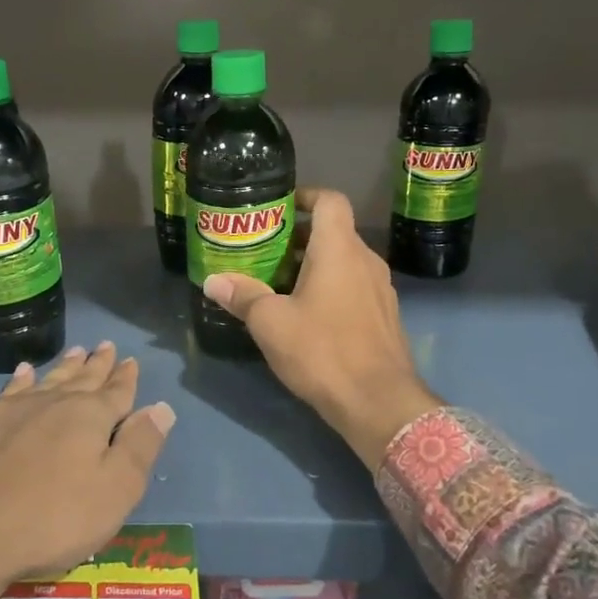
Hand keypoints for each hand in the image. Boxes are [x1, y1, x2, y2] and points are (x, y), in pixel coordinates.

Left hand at [0, 343, 175, 598]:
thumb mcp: (114, 492)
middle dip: (97, 364)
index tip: (130, 360)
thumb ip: (139, 447)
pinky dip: (21, 380)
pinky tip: (22, 373)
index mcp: (89, 417)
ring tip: (74, 351)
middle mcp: (52, 403)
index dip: (126, 378)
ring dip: (63, 367)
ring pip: (46, 380)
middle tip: (105, 346)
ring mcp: (10, 411)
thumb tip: (161, 407)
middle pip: (81, 379)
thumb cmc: (50, 520)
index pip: (116, 392)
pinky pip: (8, 391)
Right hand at [202, 189, 437, 469]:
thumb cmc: (322, 351)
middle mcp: (365, 261)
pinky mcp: (384, 317)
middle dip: (298, 238)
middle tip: (264, 252)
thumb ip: (243, 297)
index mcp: (339, 249)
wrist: (379, 403)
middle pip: (333, 233)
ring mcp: (380, 290)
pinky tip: (306, 316)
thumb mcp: (271, 323)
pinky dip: (330, 289)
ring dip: (313, 266)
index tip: (280, 208)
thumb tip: (212, 281)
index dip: (306, 196)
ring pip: (343, 263)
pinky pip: (353, 288)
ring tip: (278, 285)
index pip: (330, 200)